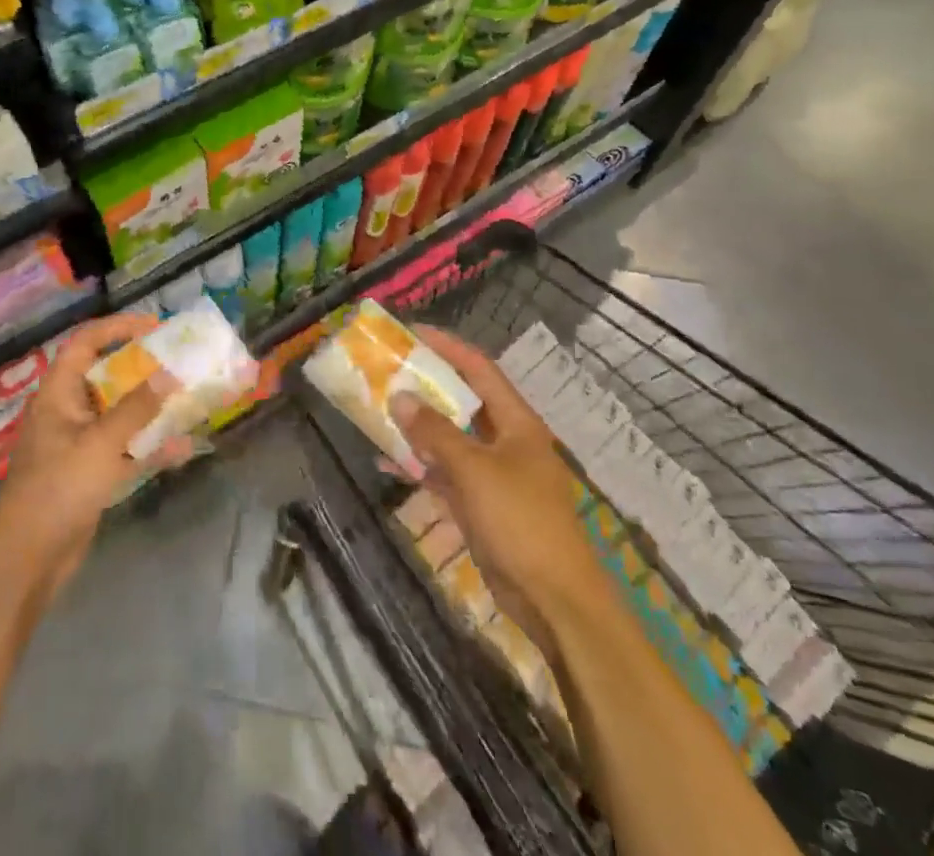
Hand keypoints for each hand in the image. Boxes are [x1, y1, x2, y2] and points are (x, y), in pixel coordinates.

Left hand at [0, 312, 189, 598]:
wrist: (30, 558)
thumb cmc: (60, 487)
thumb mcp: (102, 443)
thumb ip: (137, 408)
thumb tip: (169, 373)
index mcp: (58, 393)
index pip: (85, 343)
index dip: (117, 328)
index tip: (154, 327)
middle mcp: (67, 411)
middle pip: (105, 376)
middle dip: (141, 369)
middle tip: (176, 361)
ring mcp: (77, 443)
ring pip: (118, 414)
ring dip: (149, 408)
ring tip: (185, 398)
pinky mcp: (88, 473)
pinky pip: (123, 448)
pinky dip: (148, 446)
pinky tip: (181, 449)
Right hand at [392, 327, 598, 634]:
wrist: (554, 601)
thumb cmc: (520, 521)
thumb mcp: (474, 470)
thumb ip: (435, 432)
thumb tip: (400, 396)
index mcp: (516, 422)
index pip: (479, 369)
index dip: (447, 347)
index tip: (411, 333)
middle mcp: (505, 440)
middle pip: (462, 400)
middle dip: (426, 385)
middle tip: (388, 369)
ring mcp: (494, 473)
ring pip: (450, 437)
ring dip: (417, 425)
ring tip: (378, 408)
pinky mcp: (481, 504)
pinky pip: (445, 472)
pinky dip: (419, 464)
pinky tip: (386, 459)